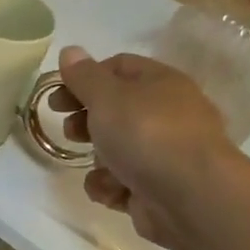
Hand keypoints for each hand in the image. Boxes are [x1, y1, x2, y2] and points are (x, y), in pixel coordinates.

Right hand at [50, 44, 235, 249]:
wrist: (191, 199)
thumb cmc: (147, 134)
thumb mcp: (107, 97)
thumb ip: (84, 76)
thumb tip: (70, 51)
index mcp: (160, 83)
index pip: (118, 67)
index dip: (85, 77)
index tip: (57, 95)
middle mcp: (167, 115)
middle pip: (117, 110)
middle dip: (87, 120)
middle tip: (69, 130)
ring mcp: (164, 155)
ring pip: (118, 150)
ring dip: (98, 159)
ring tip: (95, 166)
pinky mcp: (158, 190)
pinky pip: (124, 183)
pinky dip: (112, 187)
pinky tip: (111, 191)